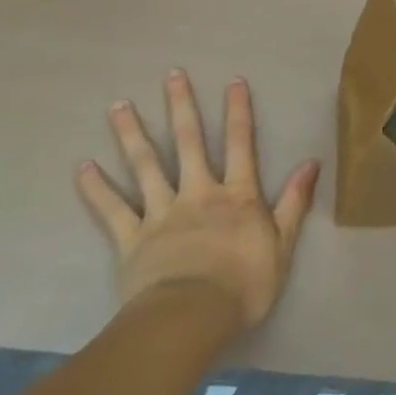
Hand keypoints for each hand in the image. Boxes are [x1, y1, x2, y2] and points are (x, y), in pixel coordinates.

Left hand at [76, 71, 320, 330]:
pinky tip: (83, 166)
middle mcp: (198, 192)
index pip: (241, 143)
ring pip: (146, 165)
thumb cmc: (243, 284)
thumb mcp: (283, 244)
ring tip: (118, 104)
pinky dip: (97, 188)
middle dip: (181, 106)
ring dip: (132, 133)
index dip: (238, 111)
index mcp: (236, 194)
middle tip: (172, 74)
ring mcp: (162, 213)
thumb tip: (312, 163)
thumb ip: (295, 201)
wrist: (191, 319)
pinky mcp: (132, 239)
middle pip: (189, 142)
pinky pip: (112, 209)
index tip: (233, 80)